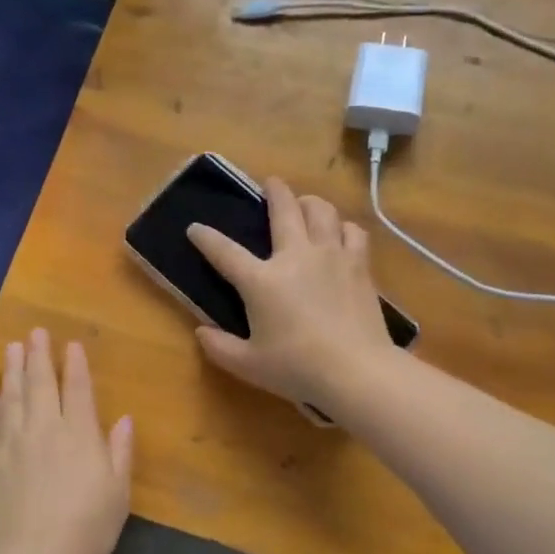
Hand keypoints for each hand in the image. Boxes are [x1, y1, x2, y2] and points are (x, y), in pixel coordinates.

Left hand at [0, 329, 133, 553]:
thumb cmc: (87, 527)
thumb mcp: (118, 491)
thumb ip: (119, 451)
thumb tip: (124, 419)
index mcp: (78, 434)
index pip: (76, 389)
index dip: (74, 364)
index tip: (70, 344)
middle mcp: (42, 430)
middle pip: (39, 384)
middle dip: (37, 356)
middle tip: (33, 332)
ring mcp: (11, 446)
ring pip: (11, 399)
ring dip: (11, 372)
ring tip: (10, 349)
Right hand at [187, 177, 395, 406]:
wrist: (356, 370)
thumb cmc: (297, 368)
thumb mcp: (248, 365)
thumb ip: (220, 347)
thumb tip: (201, 333)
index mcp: (261, 280)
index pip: (225, 252)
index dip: (206, 238)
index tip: (194, 228)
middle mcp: (295, 256)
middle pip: (283, 209)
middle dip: (274, 191)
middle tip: (270, 183)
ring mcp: (331, 256)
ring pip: (322, 211)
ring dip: (310, 202)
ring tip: (306, 204)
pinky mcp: (359, 265)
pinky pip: (352, 232)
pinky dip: (343, 227)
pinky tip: (341, 232)